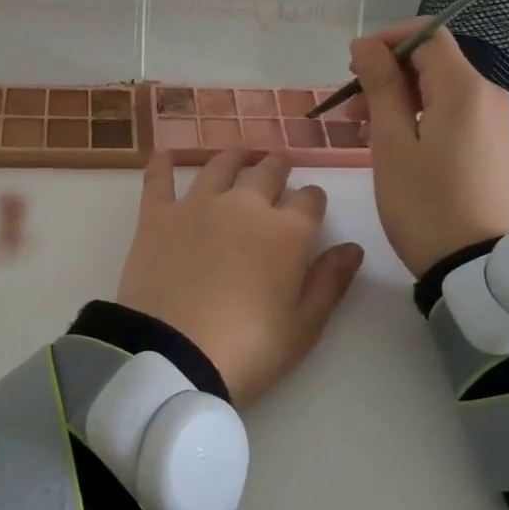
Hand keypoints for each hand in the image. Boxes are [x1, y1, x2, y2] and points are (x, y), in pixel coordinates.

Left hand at [117, 150, 364, 406]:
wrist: (173, 356)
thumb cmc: (249, 350)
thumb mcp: (303, 327)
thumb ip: (330, 282)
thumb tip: (352, 248)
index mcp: (288, 232)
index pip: (310, 199)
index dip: (313, 201)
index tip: (311, 208)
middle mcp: (245, 206)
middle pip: (267, 172)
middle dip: (278, 168)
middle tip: (278, 167)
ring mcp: (198, 206)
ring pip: (220, 166)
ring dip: (235, 158)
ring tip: (241, 154)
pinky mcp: (157, 217)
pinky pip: (159, 180)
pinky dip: (162, 164)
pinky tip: (165, 153)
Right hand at [348, 21, 508, 277]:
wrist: (476, 267)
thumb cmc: (424, 204)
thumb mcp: (391, 144)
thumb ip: (380, 87)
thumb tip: (367, 46)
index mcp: (466, 89)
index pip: (428, 35)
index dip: (387, 41)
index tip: (351, 68)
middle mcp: (490, 97)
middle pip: (434, 64)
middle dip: (388, 76)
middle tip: (349, 112)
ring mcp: (499, 124)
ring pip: (442, 92)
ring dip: (401, 101)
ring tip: (365, 133)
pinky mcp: (497, 148)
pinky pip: (456, 117)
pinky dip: (423, 120)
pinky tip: (398, 148)